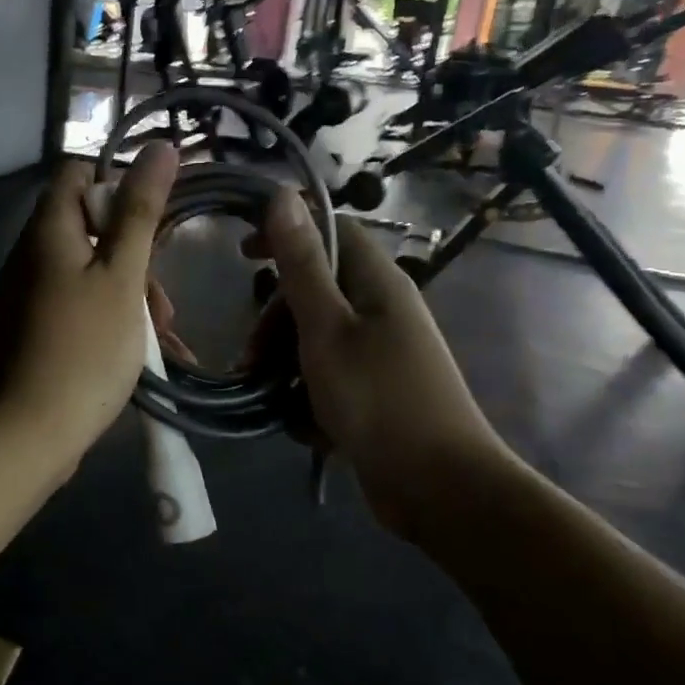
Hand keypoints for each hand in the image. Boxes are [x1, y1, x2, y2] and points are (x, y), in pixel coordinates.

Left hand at [0, 143, 178, 469]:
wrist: (27, 434)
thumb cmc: (85, 348)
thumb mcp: (123, 276)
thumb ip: (141, 211)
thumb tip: (159, 146)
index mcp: (47, 231)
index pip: (78, 174)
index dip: (119, 185)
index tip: (155, 221)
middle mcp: (29, 255)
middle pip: (88, 227)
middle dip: (134, 255)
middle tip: (163, 301)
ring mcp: (25, 295)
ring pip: (87, 271)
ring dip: (128, 293)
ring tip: (161, 336)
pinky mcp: (30, 329)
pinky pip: (75, 304)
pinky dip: (108, 316)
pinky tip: (138, 351)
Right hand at [250, 189, 519, 527]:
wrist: (441, 489)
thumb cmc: (379, 399)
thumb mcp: (327, 328)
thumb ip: (301, 264)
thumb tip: (281, 195)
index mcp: (377, 283)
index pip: (330, 231)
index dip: (286, 233)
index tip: (243, 252)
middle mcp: (381, 311)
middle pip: (315, 292)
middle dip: (276, 320)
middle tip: (251, 354)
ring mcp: (379, 355)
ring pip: (315, 340)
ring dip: (285, 364)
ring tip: (268, 396)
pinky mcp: (374, 393)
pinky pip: (328, 379)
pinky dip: (308, 396)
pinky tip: (303, 424)